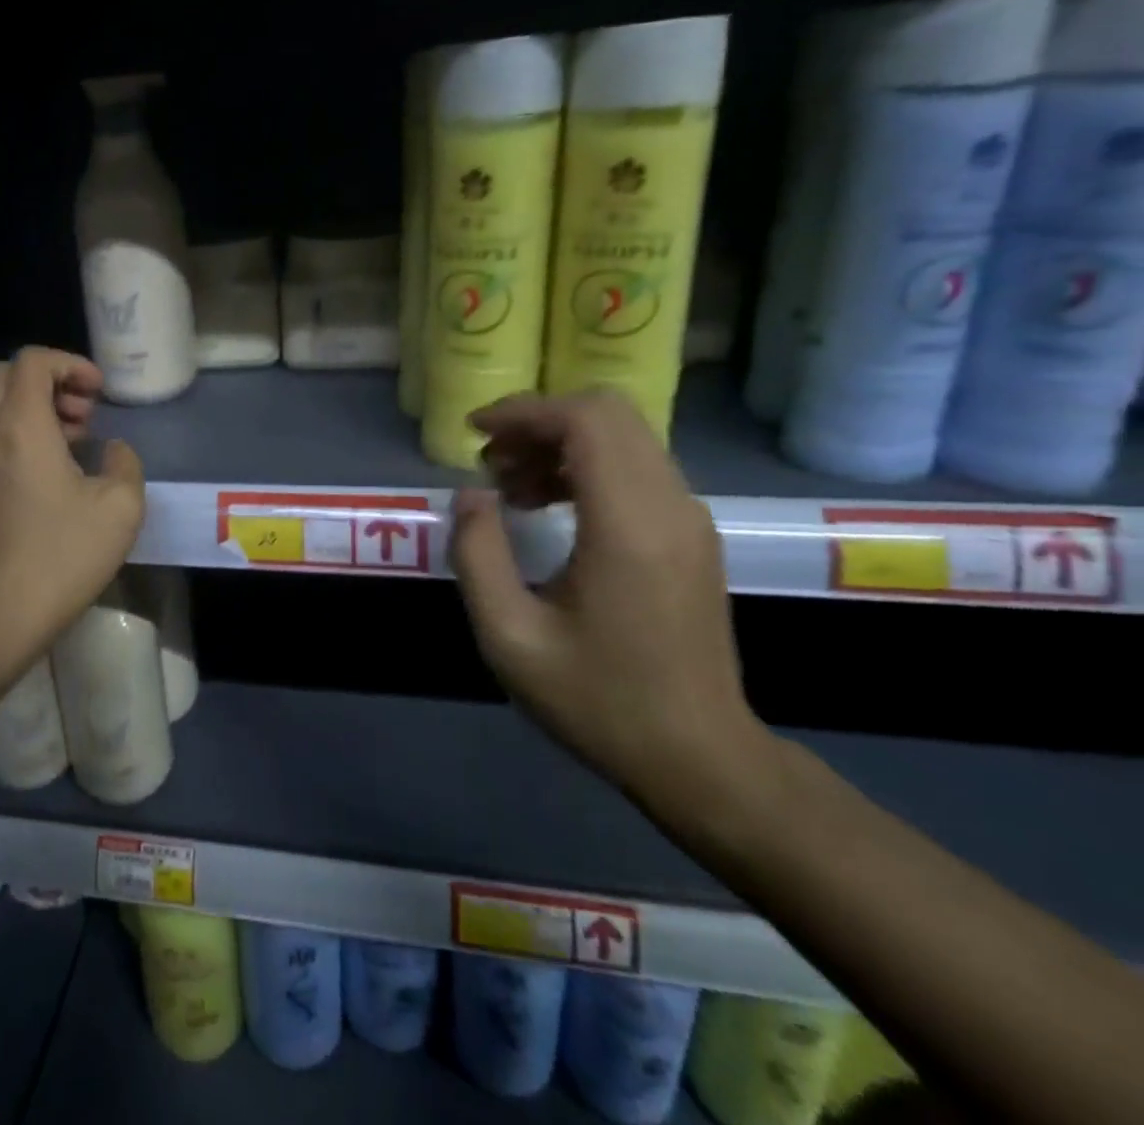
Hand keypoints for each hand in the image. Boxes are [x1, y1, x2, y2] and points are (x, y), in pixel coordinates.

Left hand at [0, 347, 144, 662]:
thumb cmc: (61, 558)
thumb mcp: (121, 509)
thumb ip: (125, 463)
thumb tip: (112, 450)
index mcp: (19, 427)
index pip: (32, 361)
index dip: (70, 364)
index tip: (98, 394)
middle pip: (6, 377)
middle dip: (50, 383)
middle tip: (84, 417)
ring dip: (33, 411)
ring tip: (71, 446)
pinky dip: (15, 437)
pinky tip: (45, 479)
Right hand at [448, 388, 769, 807]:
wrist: (699, 757)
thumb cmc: (598, 700)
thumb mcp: (510, 636)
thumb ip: (478, 554)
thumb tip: (471, 495)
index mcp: (630, 526)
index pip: (586, 421)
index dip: (524, 412)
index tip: (474, 433)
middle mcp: (670, 507)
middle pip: (608, 414)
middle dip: (538, 421)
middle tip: (490, 461)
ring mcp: (689, 519)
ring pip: (623, 437)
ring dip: (559, 443)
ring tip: (509, 486)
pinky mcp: (691, 534)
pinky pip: (636, 467)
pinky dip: (585, 465)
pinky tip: (548, 505)